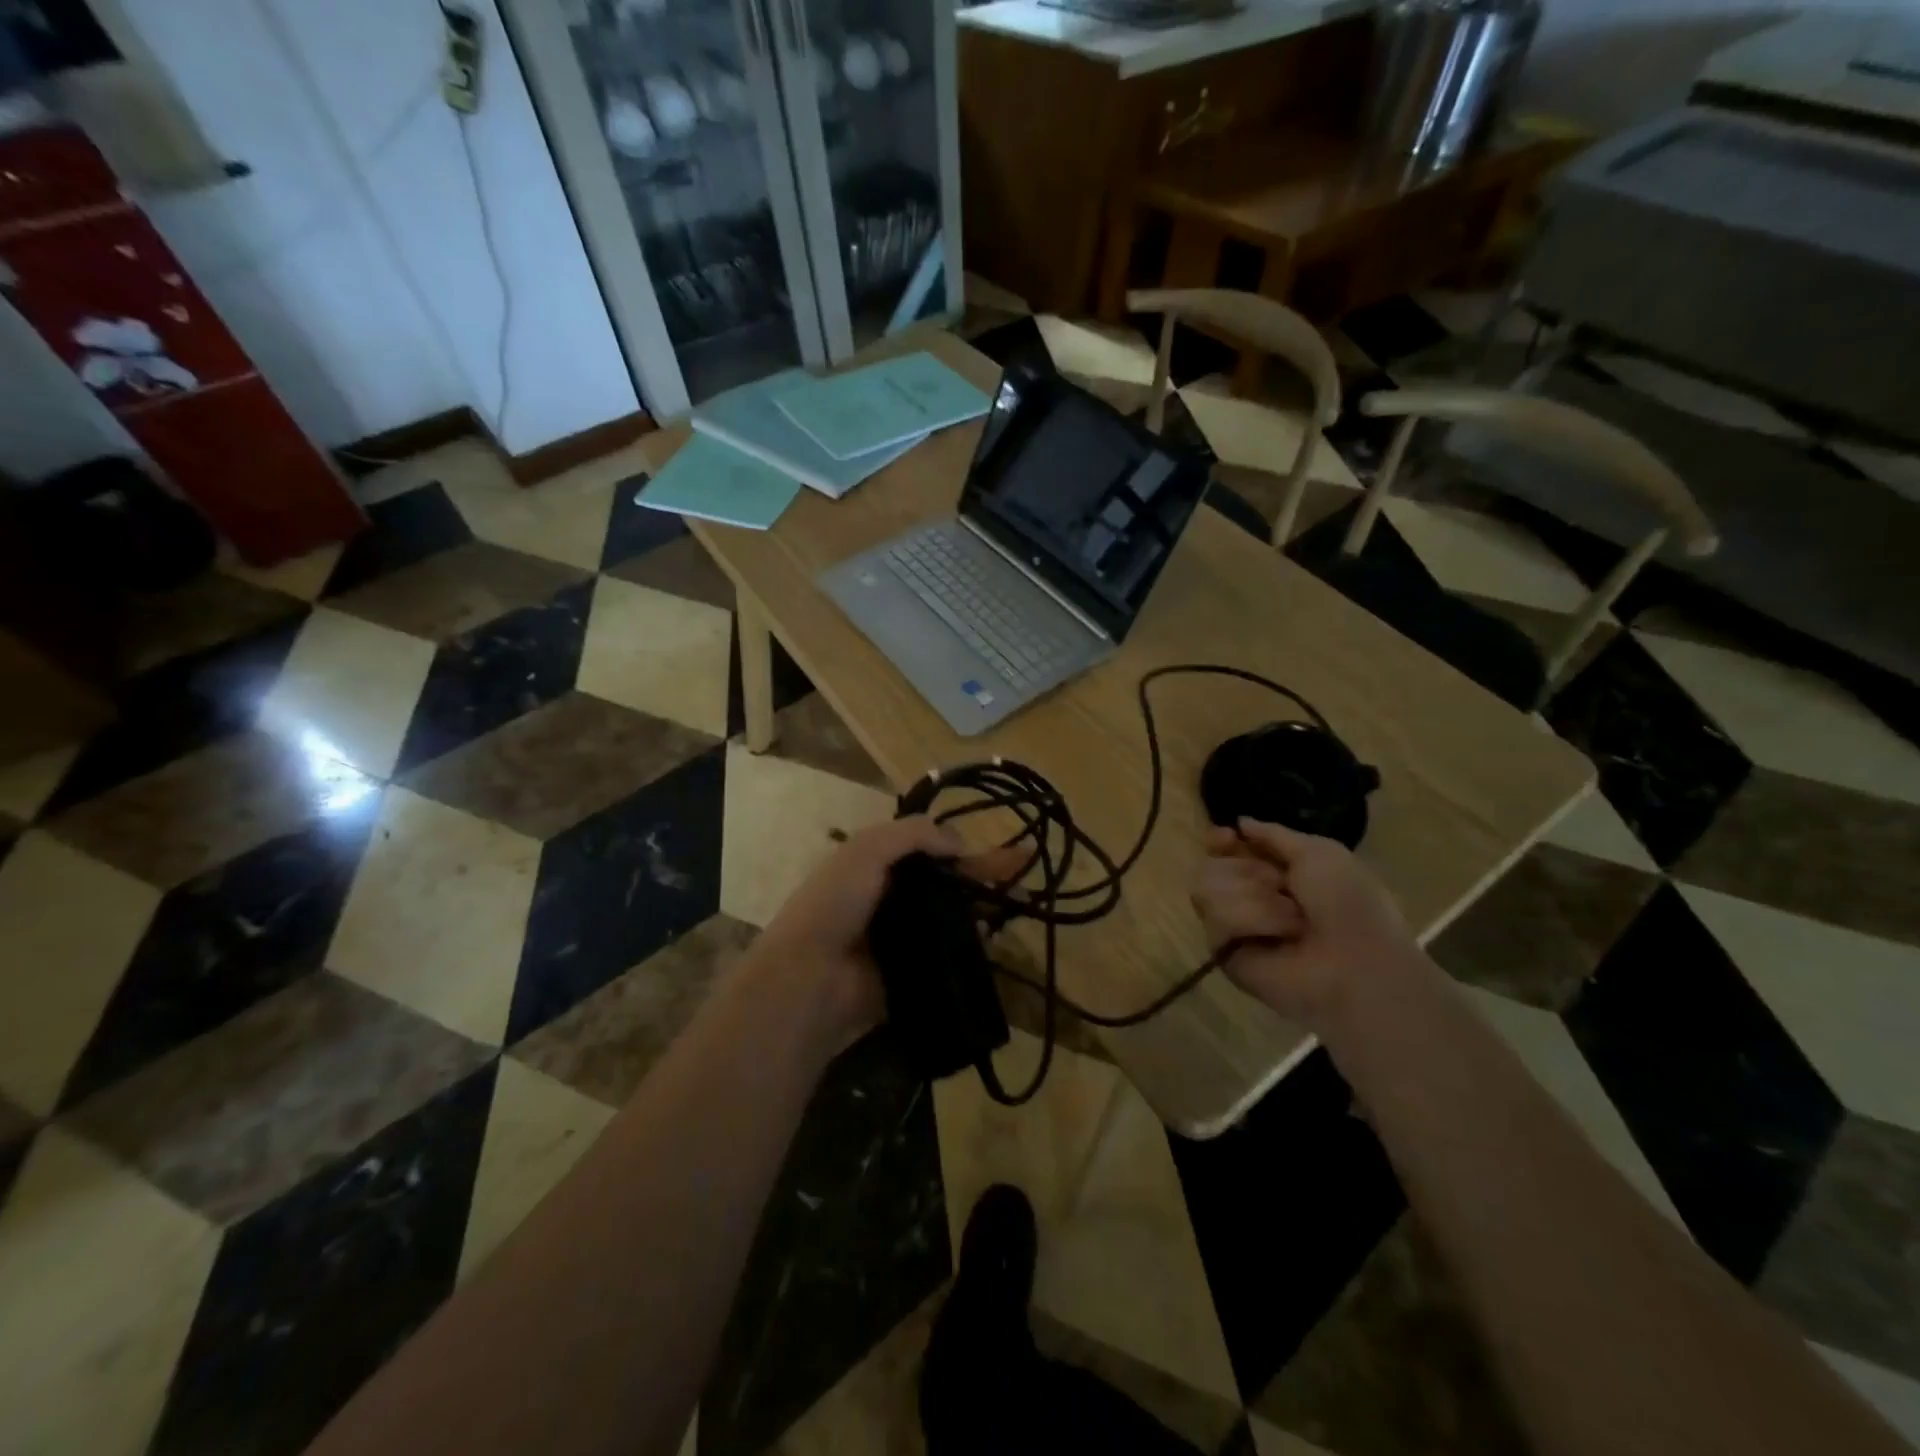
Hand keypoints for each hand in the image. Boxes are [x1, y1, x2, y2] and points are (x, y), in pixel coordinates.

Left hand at [749, 816, 1007, 1052]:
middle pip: (947, 882)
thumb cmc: (837, 902)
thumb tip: (960, 843)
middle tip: (1025, 874)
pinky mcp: (914, 968)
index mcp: (878, 864)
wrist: (812, 976)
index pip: (930, 849)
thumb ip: (914, 835)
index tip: (998, 850)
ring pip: (952, 916)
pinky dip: (972, 943)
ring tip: (1021, 902)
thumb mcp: (868, 849)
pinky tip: (996, 934)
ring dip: (984, 907)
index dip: (964, 848)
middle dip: (984, 876)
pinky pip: (949, 952)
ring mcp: (904, 935)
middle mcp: (892, 896)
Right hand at [1189, 818, 1420, 1030]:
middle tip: (1280, 887)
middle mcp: (1248, 897)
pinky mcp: (1225, 952)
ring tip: (1289, 919)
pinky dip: (1250, 920)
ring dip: (1253, 897)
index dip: (1219, 840)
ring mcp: (1233, 925)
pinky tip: (1276, 935)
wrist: (1355, 962)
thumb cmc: (1348, 903)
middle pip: (1210, 864)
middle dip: (1246, 870)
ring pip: (1205, 887)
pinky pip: (1215, 920)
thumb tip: (1240, 822)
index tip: (1226, 837)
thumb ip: (1274, 834)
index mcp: (1274, 873)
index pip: (1224, 849)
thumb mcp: (1320, 852)